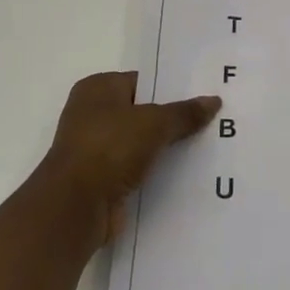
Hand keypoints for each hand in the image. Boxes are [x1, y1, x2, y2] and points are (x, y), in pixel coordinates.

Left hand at [32, 71, 220, 243]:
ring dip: (165, 148)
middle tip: (210, 120)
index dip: (171, 89)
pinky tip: (185, 173)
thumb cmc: (109, 148)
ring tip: (205, 146)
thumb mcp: (154, 123)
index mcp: (98, 89)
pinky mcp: (101, 179)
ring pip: (141, 142)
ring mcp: (95, 148)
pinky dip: (155, 171)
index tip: (202, 96)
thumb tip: (214, 101)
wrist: (75, 207)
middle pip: (142, 112)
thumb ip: (184, 113)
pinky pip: (136, 168)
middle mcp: (92, 114)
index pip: (142, 82)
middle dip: (172, 119)